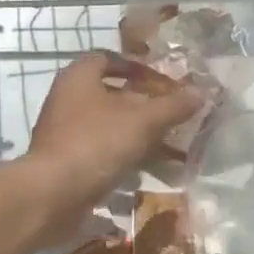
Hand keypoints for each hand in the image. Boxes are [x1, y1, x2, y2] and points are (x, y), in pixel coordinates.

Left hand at [22, 52, 203, 240]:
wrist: (51, 195)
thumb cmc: (96, 143)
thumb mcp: (142, 121)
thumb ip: (172, 106)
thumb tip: (202, 91)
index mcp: (79, 76)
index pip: (109, 58)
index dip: (137, 67)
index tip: (163, 81)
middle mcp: (67, 98)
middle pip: (111, 94)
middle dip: (144, 106)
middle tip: (173, 116)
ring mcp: (64, 131)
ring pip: (109, 126)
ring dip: (138, 136)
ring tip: (171, 150)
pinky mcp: (66, 161)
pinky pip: (100, 152)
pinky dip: (123, 158)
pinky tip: (148, 173)